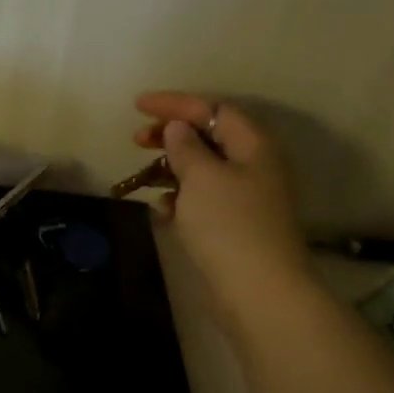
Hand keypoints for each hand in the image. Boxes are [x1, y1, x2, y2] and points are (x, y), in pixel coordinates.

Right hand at [133, 93, 312, 323]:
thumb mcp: (201, 178)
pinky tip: (161, 208)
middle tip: (137, 140)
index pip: (213, 110)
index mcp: (252, 145)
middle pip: (209, 137)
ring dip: (172, 167)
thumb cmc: (228, 224)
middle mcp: (253, 165)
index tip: (138, 106)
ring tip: (142, 176)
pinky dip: (180, 197)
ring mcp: (245, 197)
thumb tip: (178, 129)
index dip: (175, 104)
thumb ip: (186, 148)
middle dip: (171, 135)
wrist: (257, 288)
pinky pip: (202, 199)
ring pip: (203, 169)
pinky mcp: (234, 224)